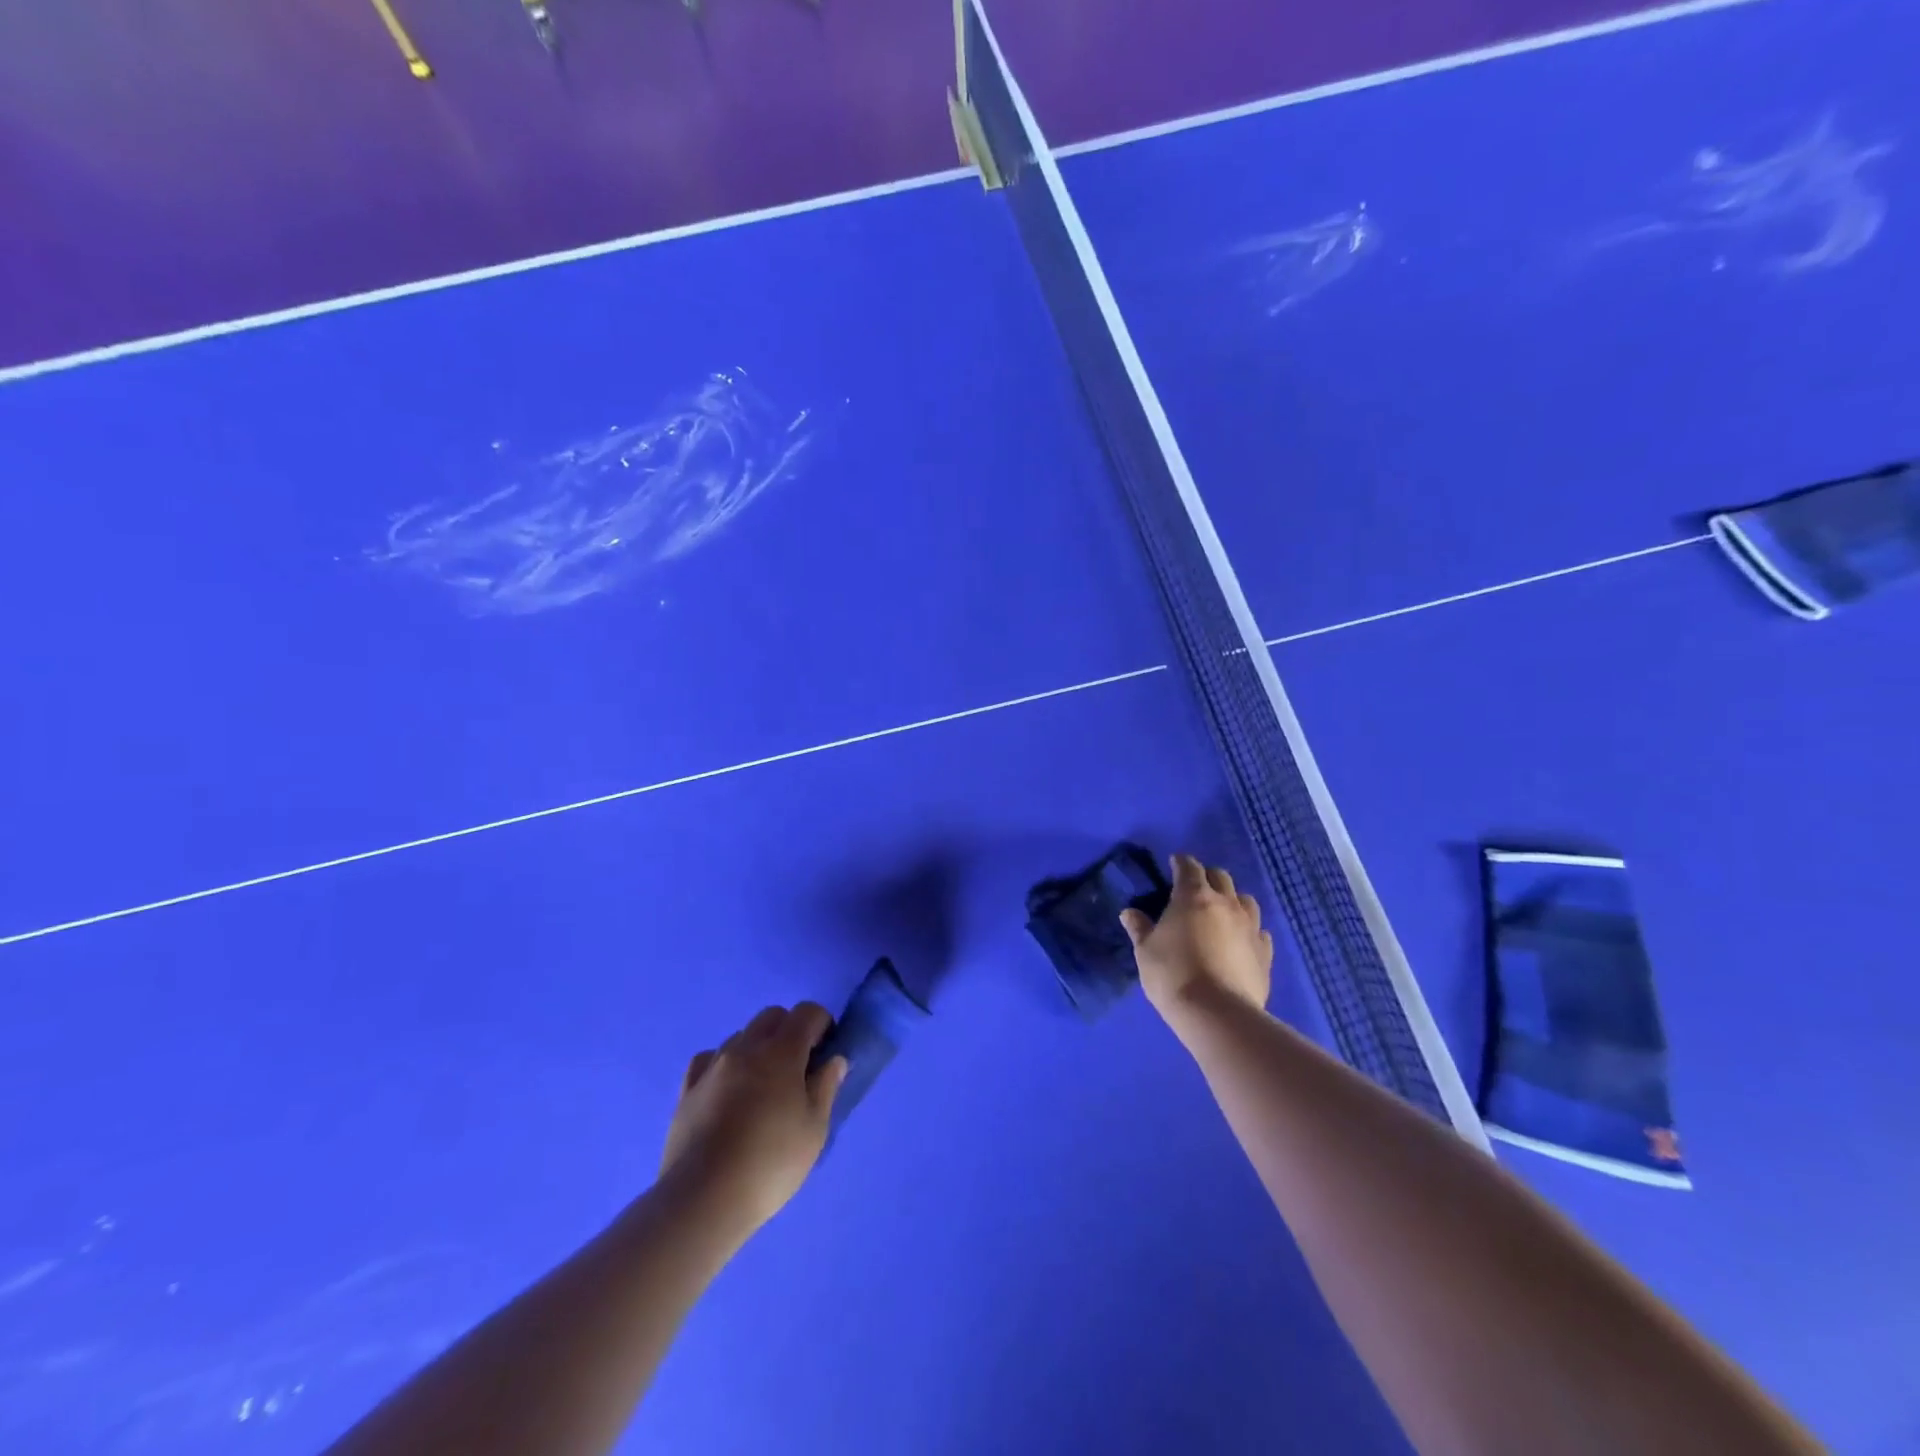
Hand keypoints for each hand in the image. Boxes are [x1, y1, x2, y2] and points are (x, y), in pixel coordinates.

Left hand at [660, 1003, 848, 1237]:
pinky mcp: (688, 1089)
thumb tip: (834, 1059)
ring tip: (762, 1086)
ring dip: (757, 1048)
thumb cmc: (771, 1162)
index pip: (807, 1012)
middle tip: (798, 1067)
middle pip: (772, 1016)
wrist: (704, 1199)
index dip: (822, 1023)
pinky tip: (727, 1090)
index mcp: (781, 1051)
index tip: (827, 1050)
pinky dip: (723, 1064)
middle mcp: (746, 1047)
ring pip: (741, 1036)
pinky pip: (709, 1059)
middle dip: (790, 1030)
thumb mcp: (814, 1129)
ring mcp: (713, 1066)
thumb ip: (826, 1086)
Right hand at [1120, 854, 1273, 1019]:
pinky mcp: (1265, 952)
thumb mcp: (1146, 951)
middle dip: (1207, 877)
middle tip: (1194, 889)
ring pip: (1246, 900)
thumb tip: (1129, 913)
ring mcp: (1250, 927)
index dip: (1180, 862)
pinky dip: (1249, 930)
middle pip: (1221, 877)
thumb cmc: (1173, 975)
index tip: (1173, 864)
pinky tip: (1241, 941)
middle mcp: (1226, 903)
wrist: (1217, 1013)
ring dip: (1232, 900)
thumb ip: (1139, 928)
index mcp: (1193, 896)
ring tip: (1221, 913)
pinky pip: (1259, 931)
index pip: (1189, 866)